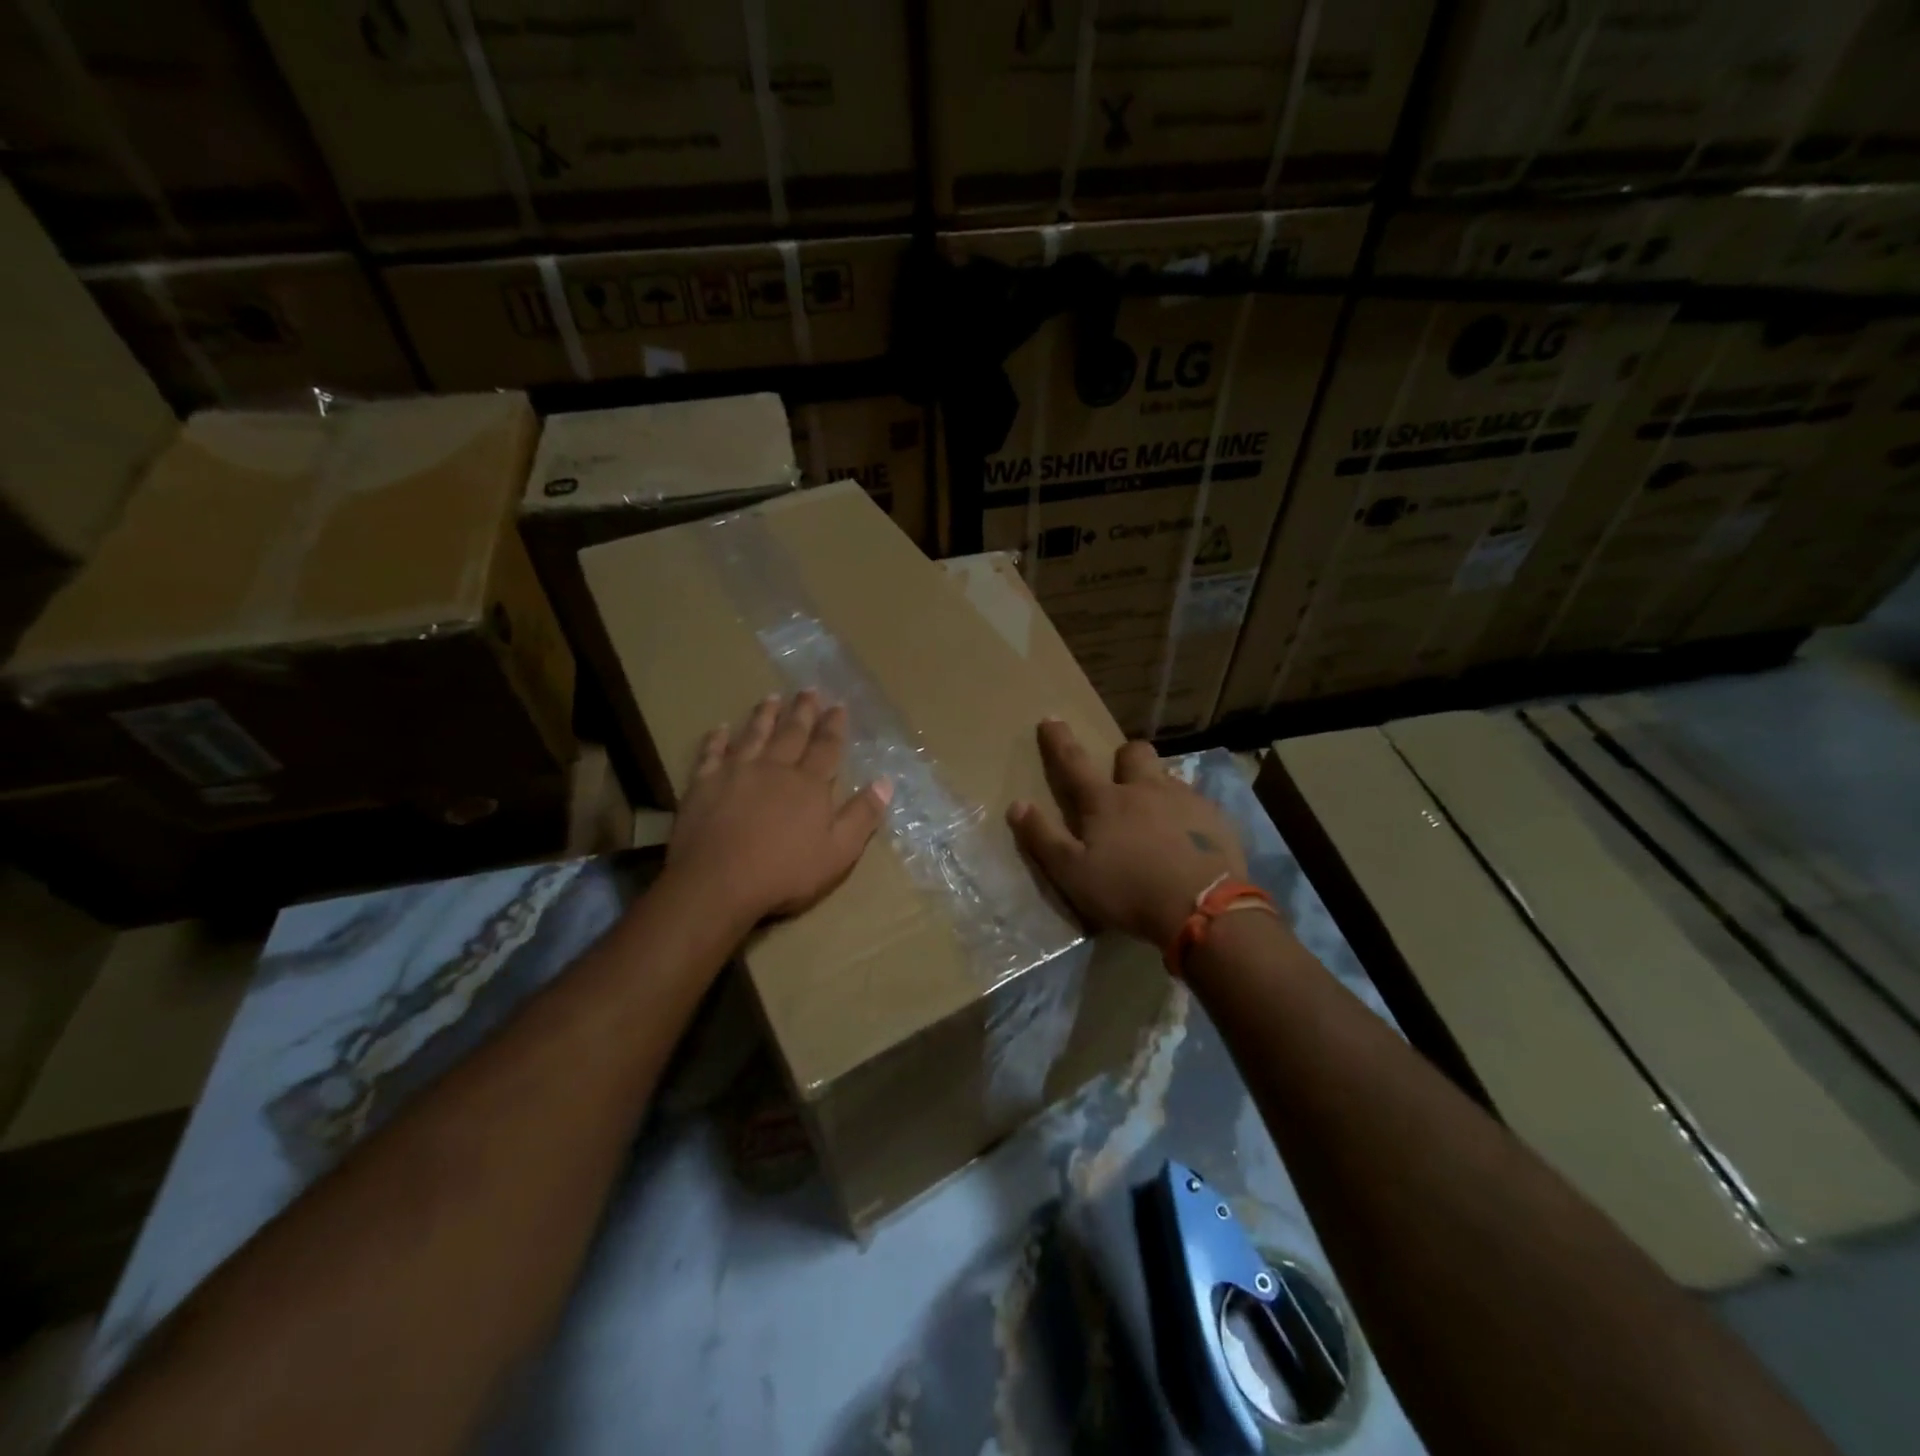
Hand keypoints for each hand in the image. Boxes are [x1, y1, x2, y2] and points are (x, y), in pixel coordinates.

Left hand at [667, 691, 891, 926]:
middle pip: (792, 733)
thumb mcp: (838, 852)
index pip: (826, 747)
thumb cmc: (784, 872)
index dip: (834, 726)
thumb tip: (885, 782)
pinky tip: (719, 729)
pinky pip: (711, 754)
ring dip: (764, 716)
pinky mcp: (704, 784)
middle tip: (808, 689)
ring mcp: (736, 773)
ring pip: (754, 735)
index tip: (838, 705)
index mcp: (809, 784)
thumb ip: (862, 816)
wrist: (718, 882)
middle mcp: (775, 768)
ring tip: (771, 697)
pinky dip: (716, 740)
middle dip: (802, 711)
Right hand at [1007, 718, 1248, 948]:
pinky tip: (1190, 839)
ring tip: (1157, 815)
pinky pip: (1198, 803)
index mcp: (1106, 801)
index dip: (1058, 740)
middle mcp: (1145, 789)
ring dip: (1157, 786)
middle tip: (1121, 778)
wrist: (1203, 909)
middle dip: (1123, 757)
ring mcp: (1185, 800)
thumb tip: (1017, 804)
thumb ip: (1043, 838)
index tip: (1050, 718)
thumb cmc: (1128, 891)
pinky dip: (1187, 814)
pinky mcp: (1216, 818)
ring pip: (1168, 776)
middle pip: (1134, 753)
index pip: (1074, 761)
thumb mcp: (1073, 873)